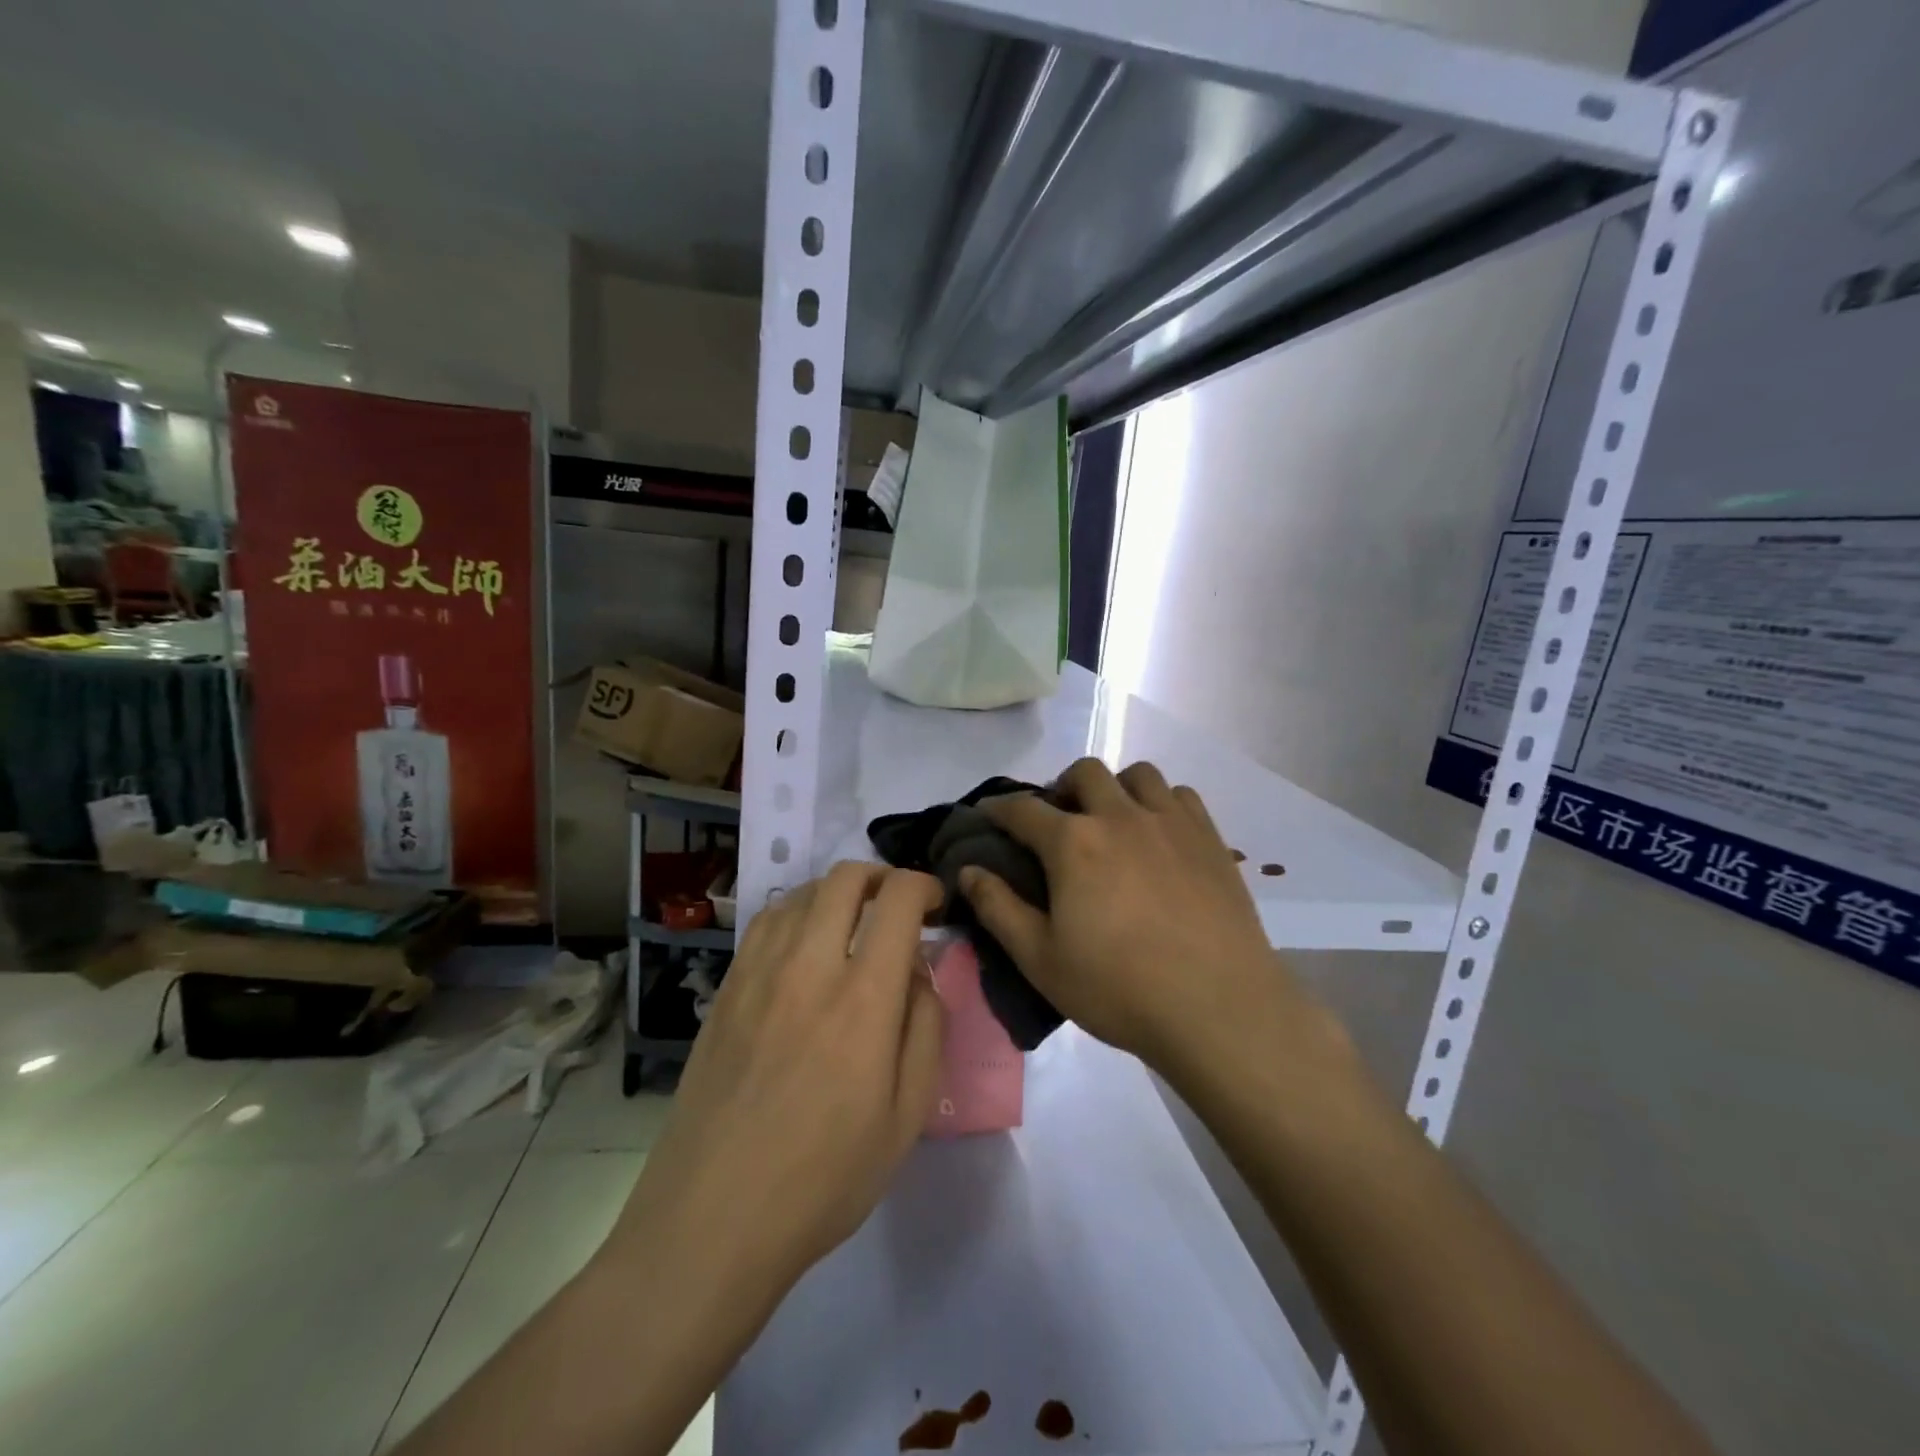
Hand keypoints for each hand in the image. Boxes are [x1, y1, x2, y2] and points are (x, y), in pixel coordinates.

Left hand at [608, 863, 944, 1304]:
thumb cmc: (823, 1179)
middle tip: (898, 908)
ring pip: (802, 893)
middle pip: (844, 879)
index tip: (936, 904)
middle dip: (882, 877)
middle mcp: (808, 967)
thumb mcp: (906, 1117)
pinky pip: (765, 923)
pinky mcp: (725, 990)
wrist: (711, 1221)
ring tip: (853, 926)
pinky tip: (804, 946)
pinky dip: (797, 913)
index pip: (897, 901)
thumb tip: (919, 971)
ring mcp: (758, 974)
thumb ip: (924, 1028)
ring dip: (838, 894)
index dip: (924, 886)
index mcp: (862, 1000)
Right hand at [958, 759, 1285, 1069]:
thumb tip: (966, 871)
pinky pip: (1180, 795)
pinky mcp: (1209, 838)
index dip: (999, 807)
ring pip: (1138, 774)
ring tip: (1112, 820)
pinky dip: (1160, 802)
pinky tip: (1158, 834)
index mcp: (1073, 844)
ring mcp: (1170, 823)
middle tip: (1058, 821)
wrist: (1218, 1008)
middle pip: (1084, 773)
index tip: (988, 812)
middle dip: (1061, 787)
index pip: (1023, 809)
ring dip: (1115, 788)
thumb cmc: (1119, 988)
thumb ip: (998, 908)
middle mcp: (1120, 817)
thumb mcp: (1040, 959)